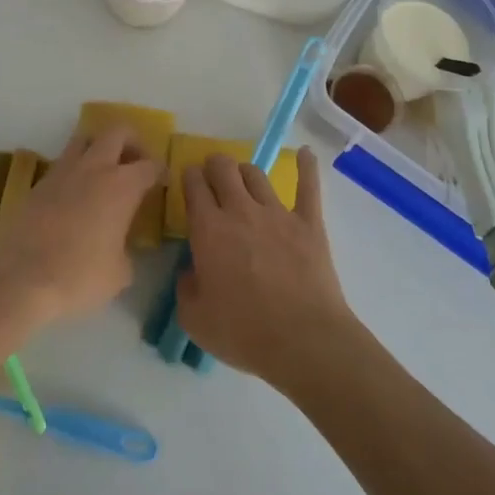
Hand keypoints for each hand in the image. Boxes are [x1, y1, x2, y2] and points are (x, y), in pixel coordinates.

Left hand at [0, 127, 161, 323]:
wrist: (20, 279)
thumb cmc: (79, 276)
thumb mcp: (120, 273)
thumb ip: (127, 251)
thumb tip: (121, 247)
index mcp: (121, 186)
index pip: (149, 165)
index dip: (160, 171)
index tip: (162, 181)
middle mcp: (93, 168)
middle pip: (116, 132)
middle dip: (131, 142)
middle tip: (135, 164)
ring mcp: (61, 172)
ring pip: (84, 139)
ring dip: (99, 148)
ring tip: (104, 173)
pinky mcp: (37, 184)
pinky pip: (62, 163)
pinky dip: (75, 170)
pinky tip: (76, 195)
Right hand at [177, 147, 351, 383]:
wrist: (303, 340)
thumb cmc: (243, 333)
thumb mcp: (194, 318)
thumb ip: (185, 287)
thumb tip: (191, 271)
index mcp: (208, 230)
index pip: (193, 186)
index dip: (188, 177)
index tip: (188, 181)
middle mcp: (240, 211)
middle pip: (224, 168)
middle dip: (214, 165)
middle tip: (212, 176)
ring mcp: (277, 213)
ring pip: (257, 174)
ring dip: (245, 171)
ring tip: (243, 178)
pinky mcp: (309, 223)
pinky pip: (308, 186)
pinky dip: (307, 167)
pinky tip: (306, 154)